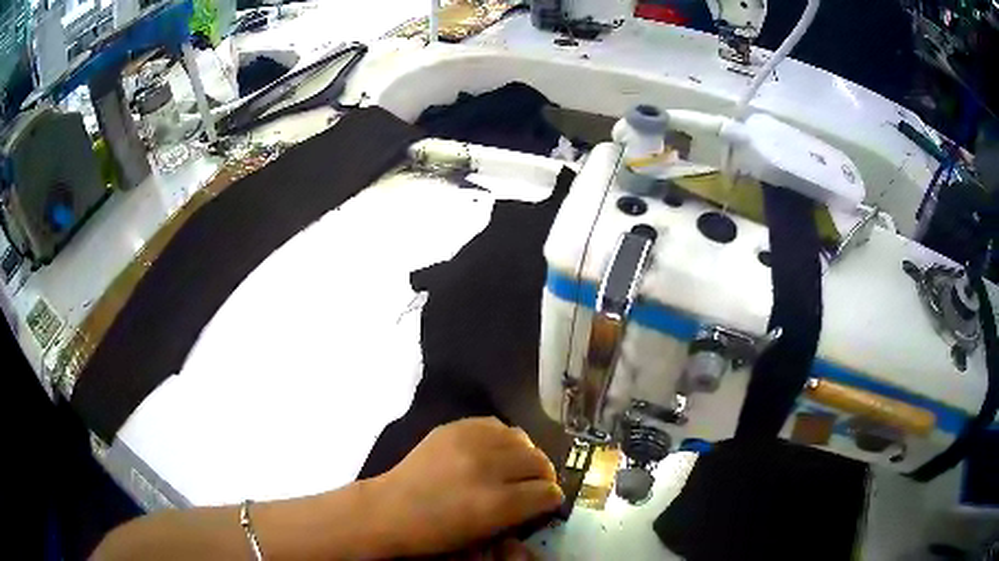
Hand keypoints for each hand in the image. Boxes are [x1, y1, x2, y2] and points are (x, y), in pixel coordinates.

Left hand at [368, 417, 562, 556]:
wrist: (390, 509)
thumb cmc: (435, 534)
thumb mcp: (484, 535)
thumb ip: (519, 514)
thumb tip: (542, 498)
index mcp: (497, 504)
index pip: (547, 493)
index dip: (551, 499)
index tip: (547, 501)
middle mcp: (489, 468)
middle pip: (539, 461)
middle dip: (543, 476)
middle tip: (535, 484)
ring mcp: (469, 443)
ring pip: (522, 438)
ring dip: (525, 454)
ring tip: (516, 464)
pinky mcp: (454, 427)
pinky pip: (495, 424)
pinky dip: (502, 438)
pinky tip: (495, 449)